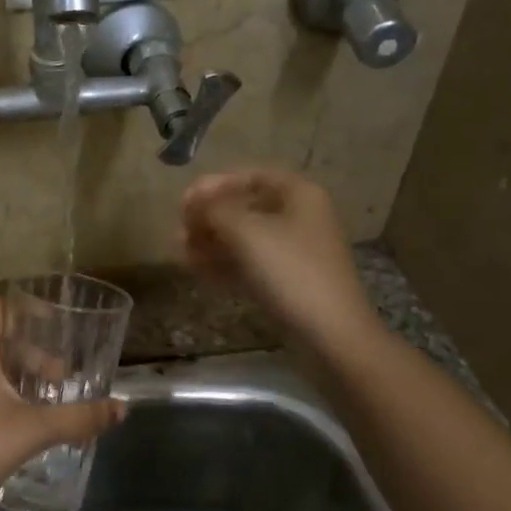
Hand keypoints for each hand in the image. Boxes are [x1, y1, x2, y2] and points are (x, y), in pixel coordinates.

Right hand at [180, 169, 380, 347]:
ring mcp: (295, 252)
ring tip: (181, 252)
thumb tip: (194, 203)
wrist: (330, 334)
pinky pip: (250, 265)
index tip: (184, 202)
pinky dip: (225, 264)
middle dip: (210, 218)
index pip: (250, 177)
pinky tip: (197, 271)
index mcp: (298, 194)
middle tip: (179, 231)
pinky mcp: (288, 282)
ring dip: (212, 242)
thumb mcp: (245, 232)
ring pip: (245, 239)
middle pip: (246, 208)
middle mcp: (299, 218)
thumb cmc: (289, 271)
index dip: (214, 185)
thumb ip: (213, 210)